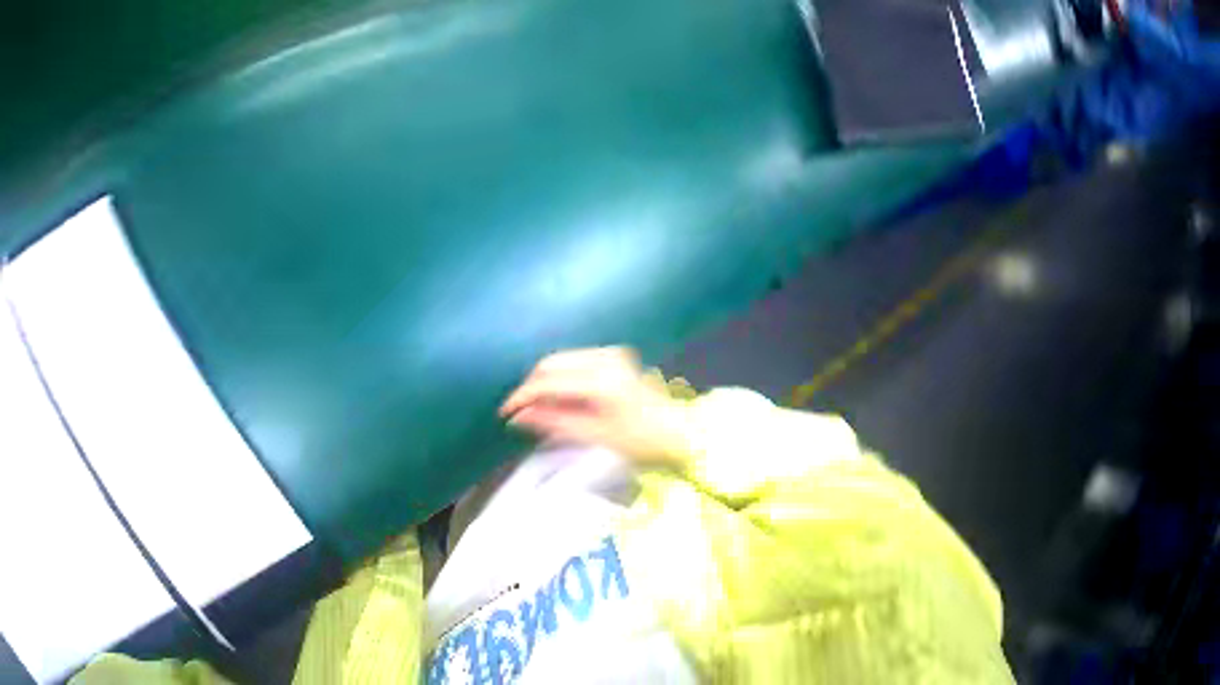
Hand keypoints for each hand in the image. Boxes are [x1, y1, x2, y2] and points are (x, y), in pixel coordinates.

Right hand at [500, 347, 692, 465]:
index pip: (548, 381)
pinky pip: (577, 360)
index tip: (506, 412)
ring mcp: (612, 352)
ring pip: (563, 359)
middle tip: (523, 411)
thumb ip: (554, 422)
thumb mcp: (595, 437)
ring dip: (548, 380)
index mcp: (601, 380)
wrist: (678, 431)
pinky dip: (564, 375)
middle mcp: (605, 357)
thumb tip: (518, 416)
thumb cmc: (640, 441)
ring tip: (544, 406)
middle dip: (533, 385)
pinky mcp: (615, 354)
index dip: (523, 395)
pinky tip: (565, 395)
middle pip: (552, 362)